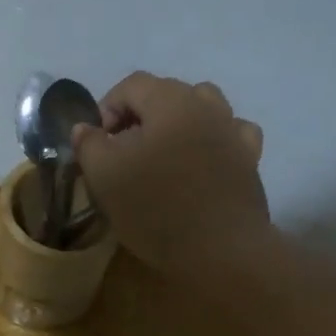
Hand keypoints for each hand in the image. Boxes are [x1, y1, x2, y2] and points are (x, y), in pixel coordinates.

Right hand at [71, 72, 269, 281]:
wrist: (220, 251)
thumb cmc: (156, 209)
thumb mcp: (105, 177)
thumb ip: (89, 145)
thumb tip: (85, 127)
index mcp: (171, 101)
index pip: (132, 84)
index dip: (107, 107)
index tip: (97, 143)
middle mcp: (208, 106)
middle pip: (168, 93)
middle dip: (140, 115)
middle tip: (122, 152)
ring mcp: (234, 132)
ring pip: (203, 108)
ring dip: (178, 122)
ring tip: (162, 154)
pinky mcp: (250, 160)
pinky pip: (231, 134)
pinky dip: (213, 139)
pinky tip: (203, 160)